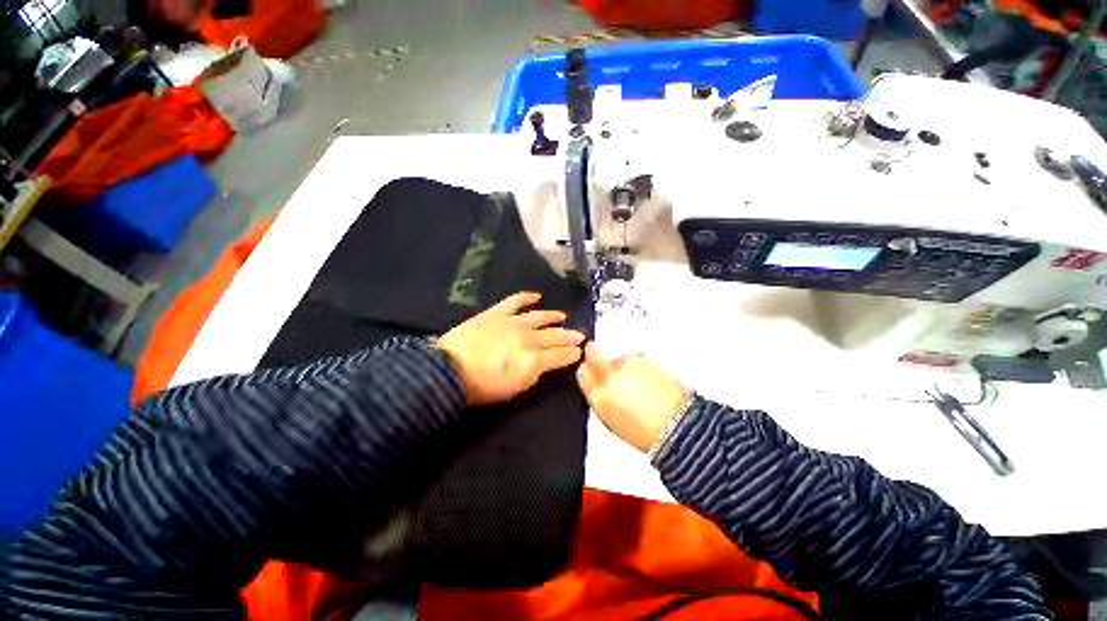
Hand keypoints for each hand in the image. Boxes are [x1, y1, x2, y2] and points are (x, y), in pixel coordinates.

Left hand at [436, 292, 584, 405]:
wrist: (449, 369)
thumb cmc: (482, 387)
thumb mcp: (514, 389)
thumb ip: (534, 374)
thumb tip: (543, 364)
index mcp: (533, 359)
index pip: (560, 355)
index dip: (572, 353)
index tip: (580, 351)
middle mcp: (528, 338)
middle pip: (554, 335)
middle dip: (569, 336)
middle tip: (580, 334)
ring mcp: (513, 322)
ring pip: (539, 317)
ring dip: (553, 316)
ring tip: (563, 316)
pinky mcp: (497, 313)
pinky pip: (515, 301)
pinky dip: (526, 297)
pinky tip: (536, 296)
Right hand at [576, 343, 689, 451]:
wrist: (675, 425)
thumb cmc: (645, 431)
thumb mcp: (610, 420)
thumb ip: (598, 397)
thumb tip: (593, 384)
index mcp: (597, 394)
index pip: (582, 372)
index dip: (587, 370)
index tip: (590, 371)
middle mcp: (608, 375)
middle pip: (593, 352)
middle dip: (593, 352)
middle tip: (600, 358)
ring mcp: (626, 364)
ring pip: (617, 358)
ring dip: (622, 367)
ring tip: (637, 385)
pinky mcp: (643, 357)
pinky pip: (634, 359)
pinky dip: (638, 367)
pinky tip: (647, 383)